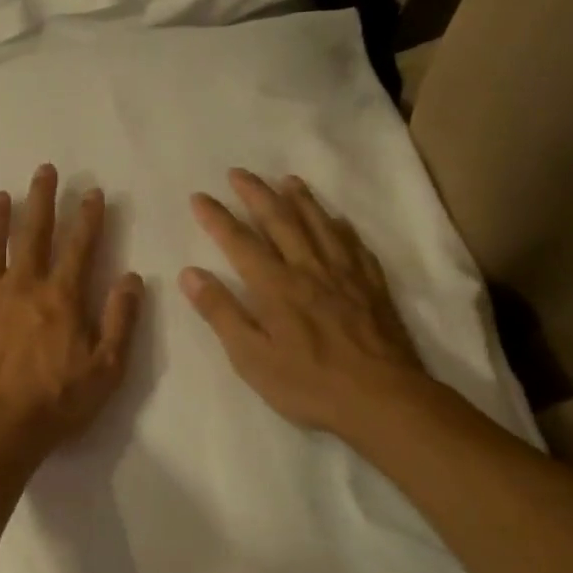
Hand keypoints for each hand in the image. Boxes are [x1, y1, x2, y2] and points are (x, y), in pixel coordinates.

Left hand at [0, 164, 143, 457]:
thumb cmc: (57, 403)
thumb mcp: (107, 369)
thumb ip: (121, 320)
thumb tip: (131, 277)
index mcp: (60, 297)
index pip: (79, 245)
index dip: (88, 216)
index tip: (92, 191)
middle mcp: (21, 287)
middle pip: (33, 233)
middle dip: (42, 198)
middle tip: (44, 170)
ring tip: (0, 196)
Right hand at [180, 169, 427, 442]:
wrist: (383, 399)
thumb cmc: (308, 383)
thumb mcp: (251, 356)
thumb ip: (221, 312)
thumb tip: (190, 273)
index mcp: (275, 286)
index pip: (239, 241)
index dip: (217, 217)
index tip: (199, 196)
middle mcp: (309, 269)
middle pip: (280, 220)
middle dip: (256, 194)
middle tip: (239, 172)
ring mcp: (345, 275)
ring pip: (320, 225)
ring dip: (301, 199)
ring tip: (287, 180)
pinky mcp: (372, 287)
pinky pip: (355, 246)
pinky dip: (341, 227)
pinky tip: (338, 220)